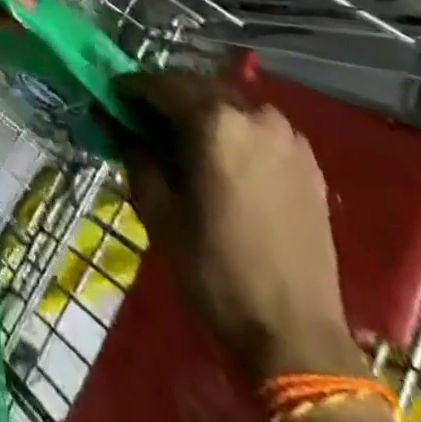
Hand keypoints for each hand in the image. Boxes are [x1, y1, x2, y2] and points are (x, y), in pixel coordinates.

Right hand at [114, 73, 365, 383]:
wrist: (296, 337)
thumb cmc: (215, 271)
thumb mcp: (158, 210)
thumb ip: (133, 152)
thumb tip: (113, 119)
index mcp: (215, 121)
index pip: (160, 84)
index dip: (131, 88)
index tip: (112, 97)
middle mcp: (253, 114)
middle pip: (197, 87)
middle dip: (168, 97)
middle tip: (143, 118)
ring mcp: (286, 136)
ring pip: (230, 104)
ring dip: (203, 111)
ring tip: (184, 139)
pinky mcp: (308, 161)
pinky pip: (259, 128)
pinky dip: (236, 131)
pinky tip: (225, 159)